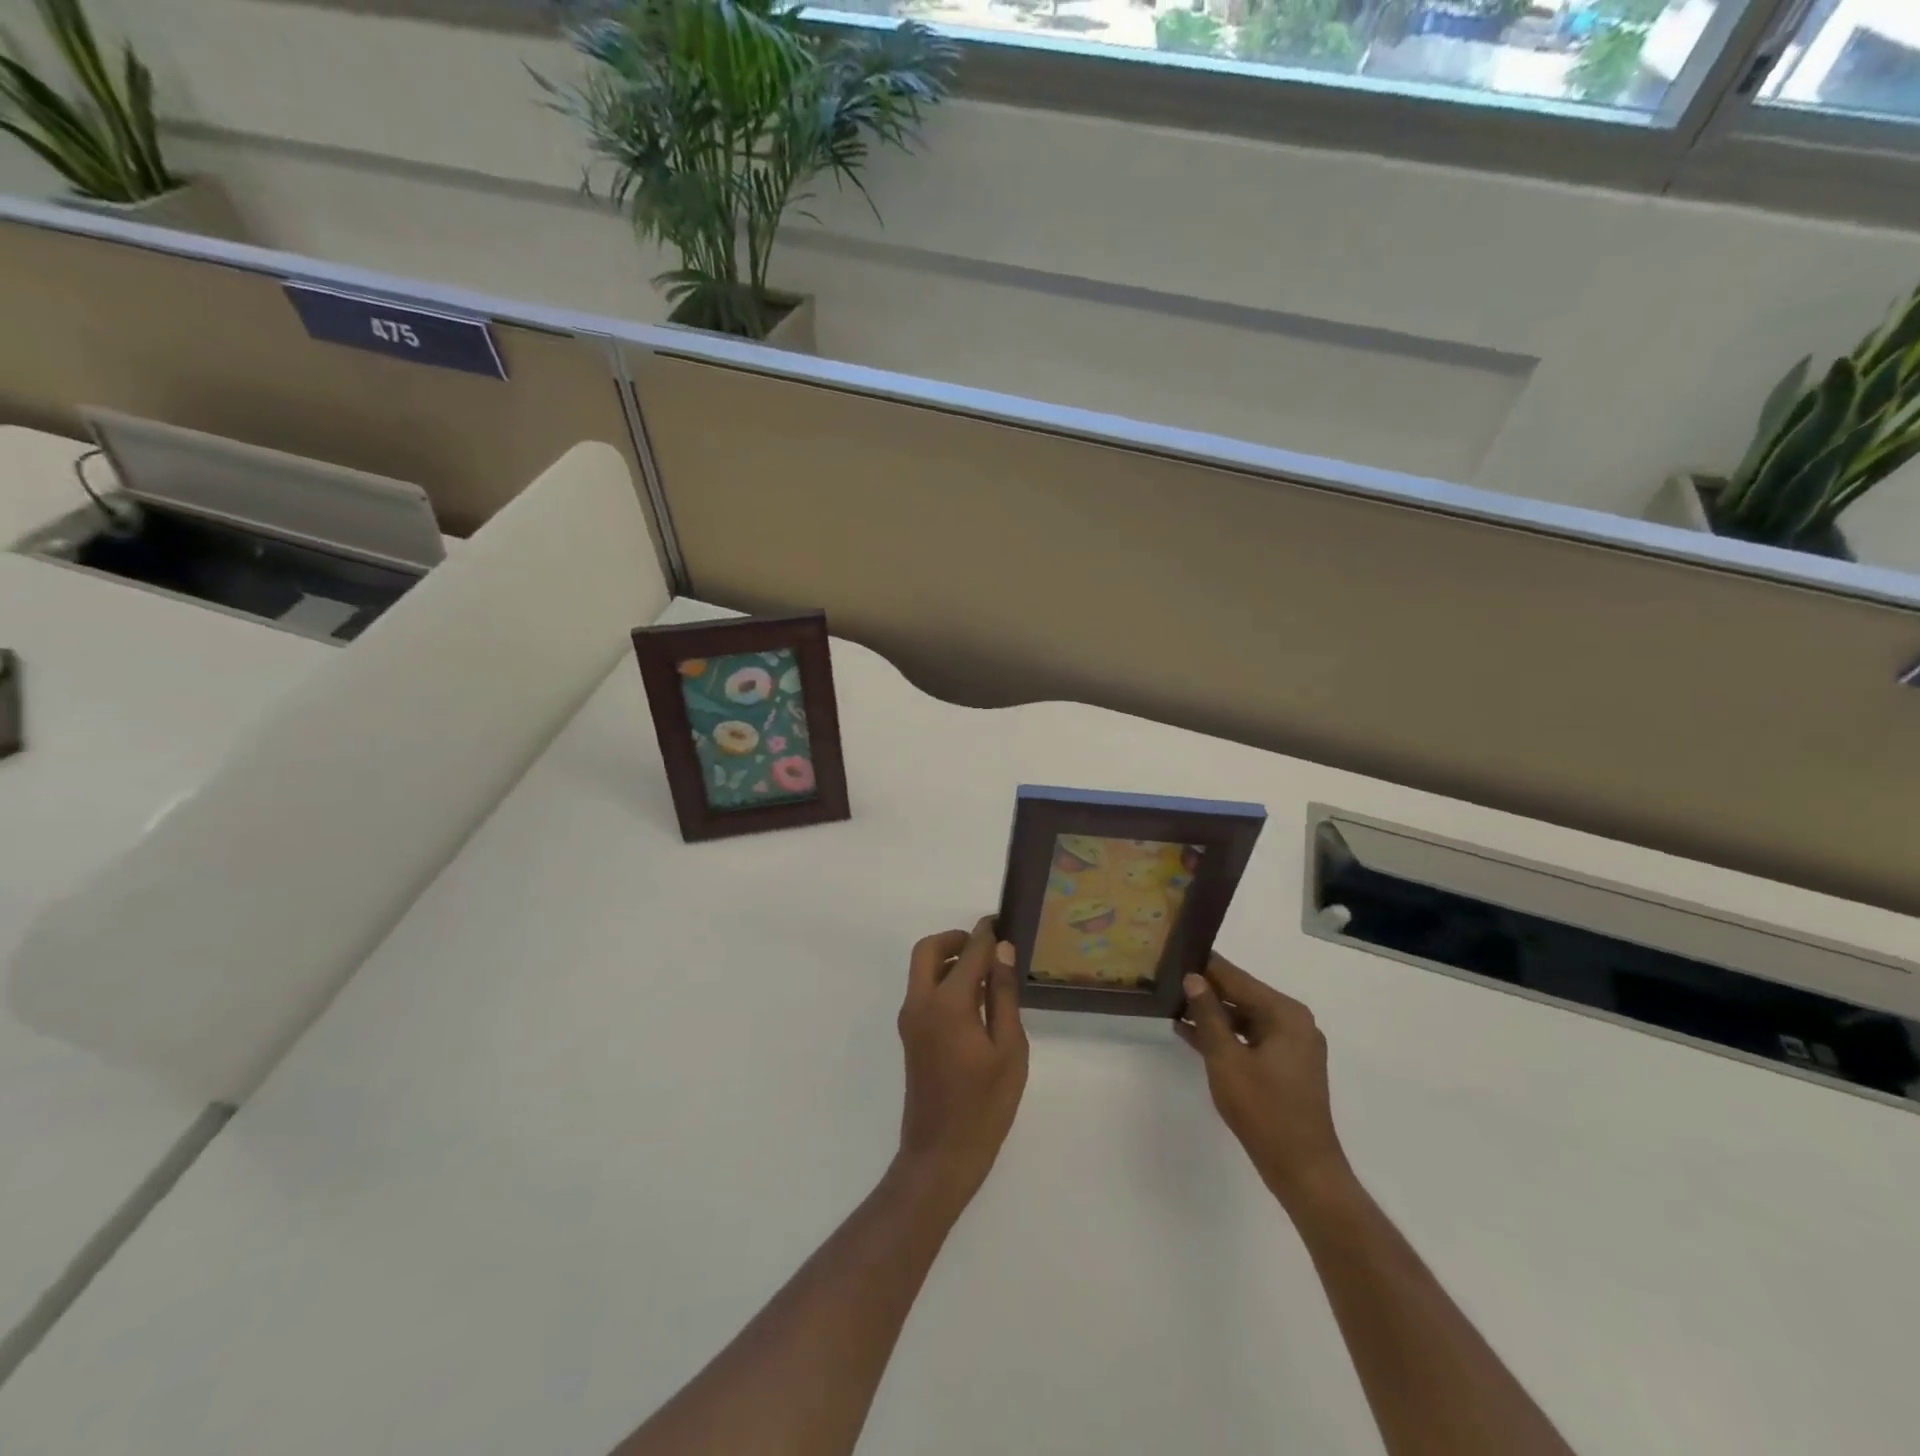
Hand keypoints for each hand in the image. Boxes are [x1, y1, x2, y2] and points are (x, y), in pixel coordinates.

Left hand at [895, 918, 1028, 1211]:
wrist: (941, 1155)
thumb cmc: (985, 1105)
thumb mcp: (1009, 1049)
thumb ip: (1003, 995)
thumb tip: (1002, 951)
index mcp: (948, 1003)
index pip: (969, 952)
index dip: (987, 934)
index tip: (1002, 922)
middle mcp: (921, 1002)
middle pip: (929, 950)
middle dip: (956, 939)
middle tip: (987, 946)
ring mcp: (911, 1019)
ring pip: (922, 969)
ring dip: (948, 959)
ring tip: (986, 972)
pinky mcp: (910, 1034)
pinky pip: (923, 990)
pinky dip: (943, 979)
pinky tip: (973, 999)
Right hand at [1177, 955, 1351, 1210]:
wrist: (1303, 1171)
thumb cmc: (1264, 1110)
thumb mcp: (1226, 1059)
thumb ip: (1208, 1015)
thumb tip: (1193, 978)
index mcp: (1285, 1014)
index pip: (1237, 978)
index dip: (1205, 966)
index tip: (1175, 952)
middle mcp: (1293, 1022)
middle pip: (1242, 995)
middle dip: (1206, 990)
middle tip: (1167, 978)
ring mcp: (1291, 1046)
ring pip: (1243, 1018)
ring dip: (1211, 1014)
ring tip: (1171, 1004)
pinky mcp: (1285, 1066)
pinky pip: (1249, 1038)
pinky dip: (1224, 1036)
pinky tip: (1189, 1033)